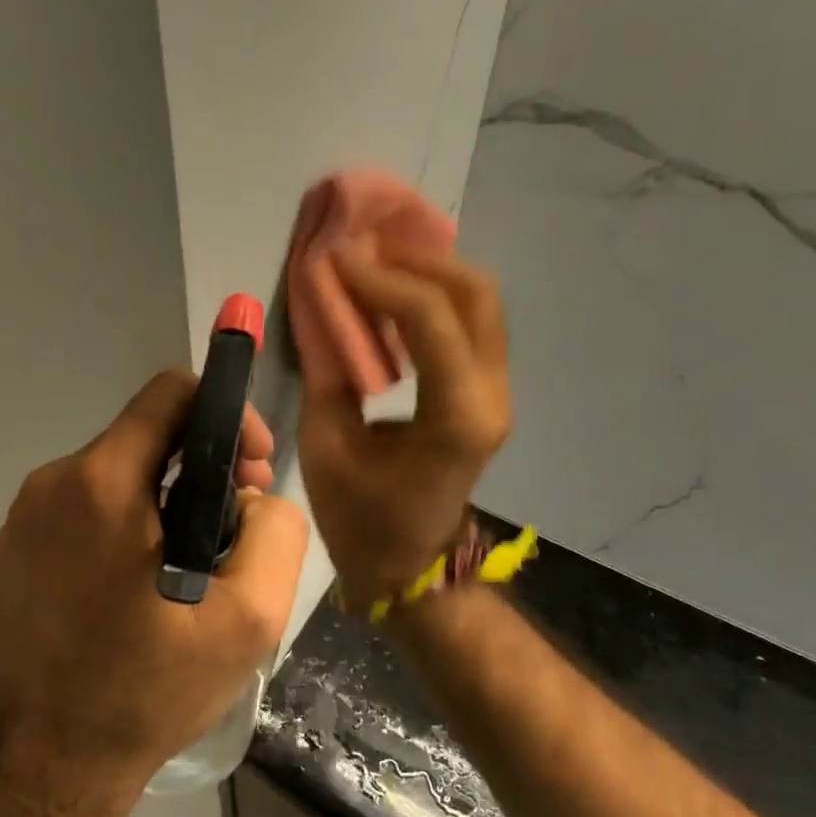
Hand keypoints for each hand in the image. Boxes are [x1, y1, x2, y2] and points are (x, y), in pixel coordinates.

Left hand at [0, 371, 309, 797]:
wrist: (52, 760)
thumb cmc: (150, 690)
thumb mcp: (249, 619)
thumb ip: (276, 531)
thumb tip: (252, 494)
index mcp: (102, 483)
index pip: (171, 392)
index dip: (227, 414)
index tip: (252, 468)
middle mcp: (54, 481)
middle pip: (146, 432)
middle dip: (204, 461)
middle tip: (236, 522)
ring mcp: (27, 511)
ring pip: (119, 467)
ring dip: (167, 493)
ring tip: (194, 559)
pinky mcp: (18, 542)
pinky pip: (86, 501)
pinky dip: (127, 516)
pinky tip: (144, 576)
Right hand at [298, 246, 511, 604]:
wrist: (410, 567)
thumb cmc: (361, 519)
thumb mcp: (325, 446)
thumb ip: (325, 368)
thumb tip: (318, 301)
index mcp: (455, 418)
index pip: (430, 319)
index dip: (379, 279)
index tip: (333, 258)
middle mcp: (491, 396)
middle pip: (475, 293)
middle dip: (417, 259)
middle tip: (361, 250)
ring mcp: (497, 391)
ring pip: (480, 301)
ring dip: (428, 271)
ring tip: (374, 261)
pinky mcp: (486, 390)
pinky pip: (470, 323)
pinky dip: (433, 296)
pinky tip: (391, 293)